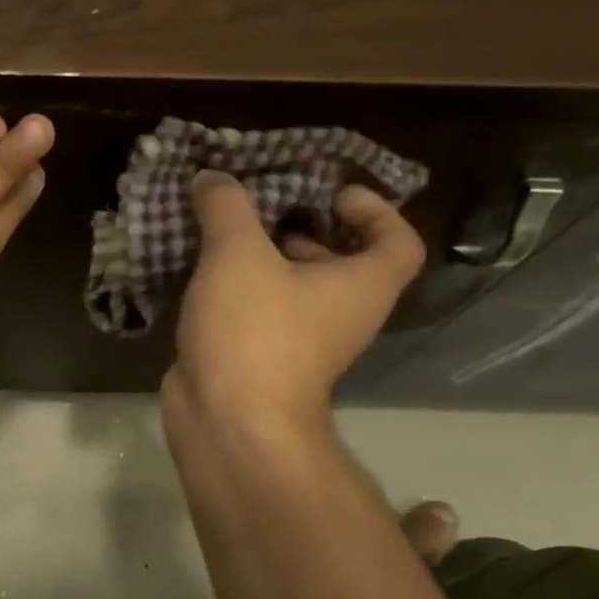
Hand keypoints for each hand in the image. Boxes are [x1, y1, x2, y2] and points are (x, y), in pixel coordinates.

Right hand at [163, 174, 423, 436]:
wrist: (228, 420)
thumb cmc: (253, 330)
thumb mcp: (238, 254)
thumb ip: (227, 207)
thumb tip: (213, 178)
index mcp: (361, 286)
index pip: (398, 242)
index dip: (376, 210)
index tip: (332, 193)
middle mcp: (341, 314)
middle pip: (340, 262)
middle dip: (305, 229)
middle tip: (264, 205)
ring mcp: (301, 341)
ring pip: (293, 288)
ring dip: (263, 258)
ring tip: (222, 231)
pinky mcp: (260, 358)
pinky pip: (258, 311)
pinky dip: (237, 288)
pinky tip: (200, 270)